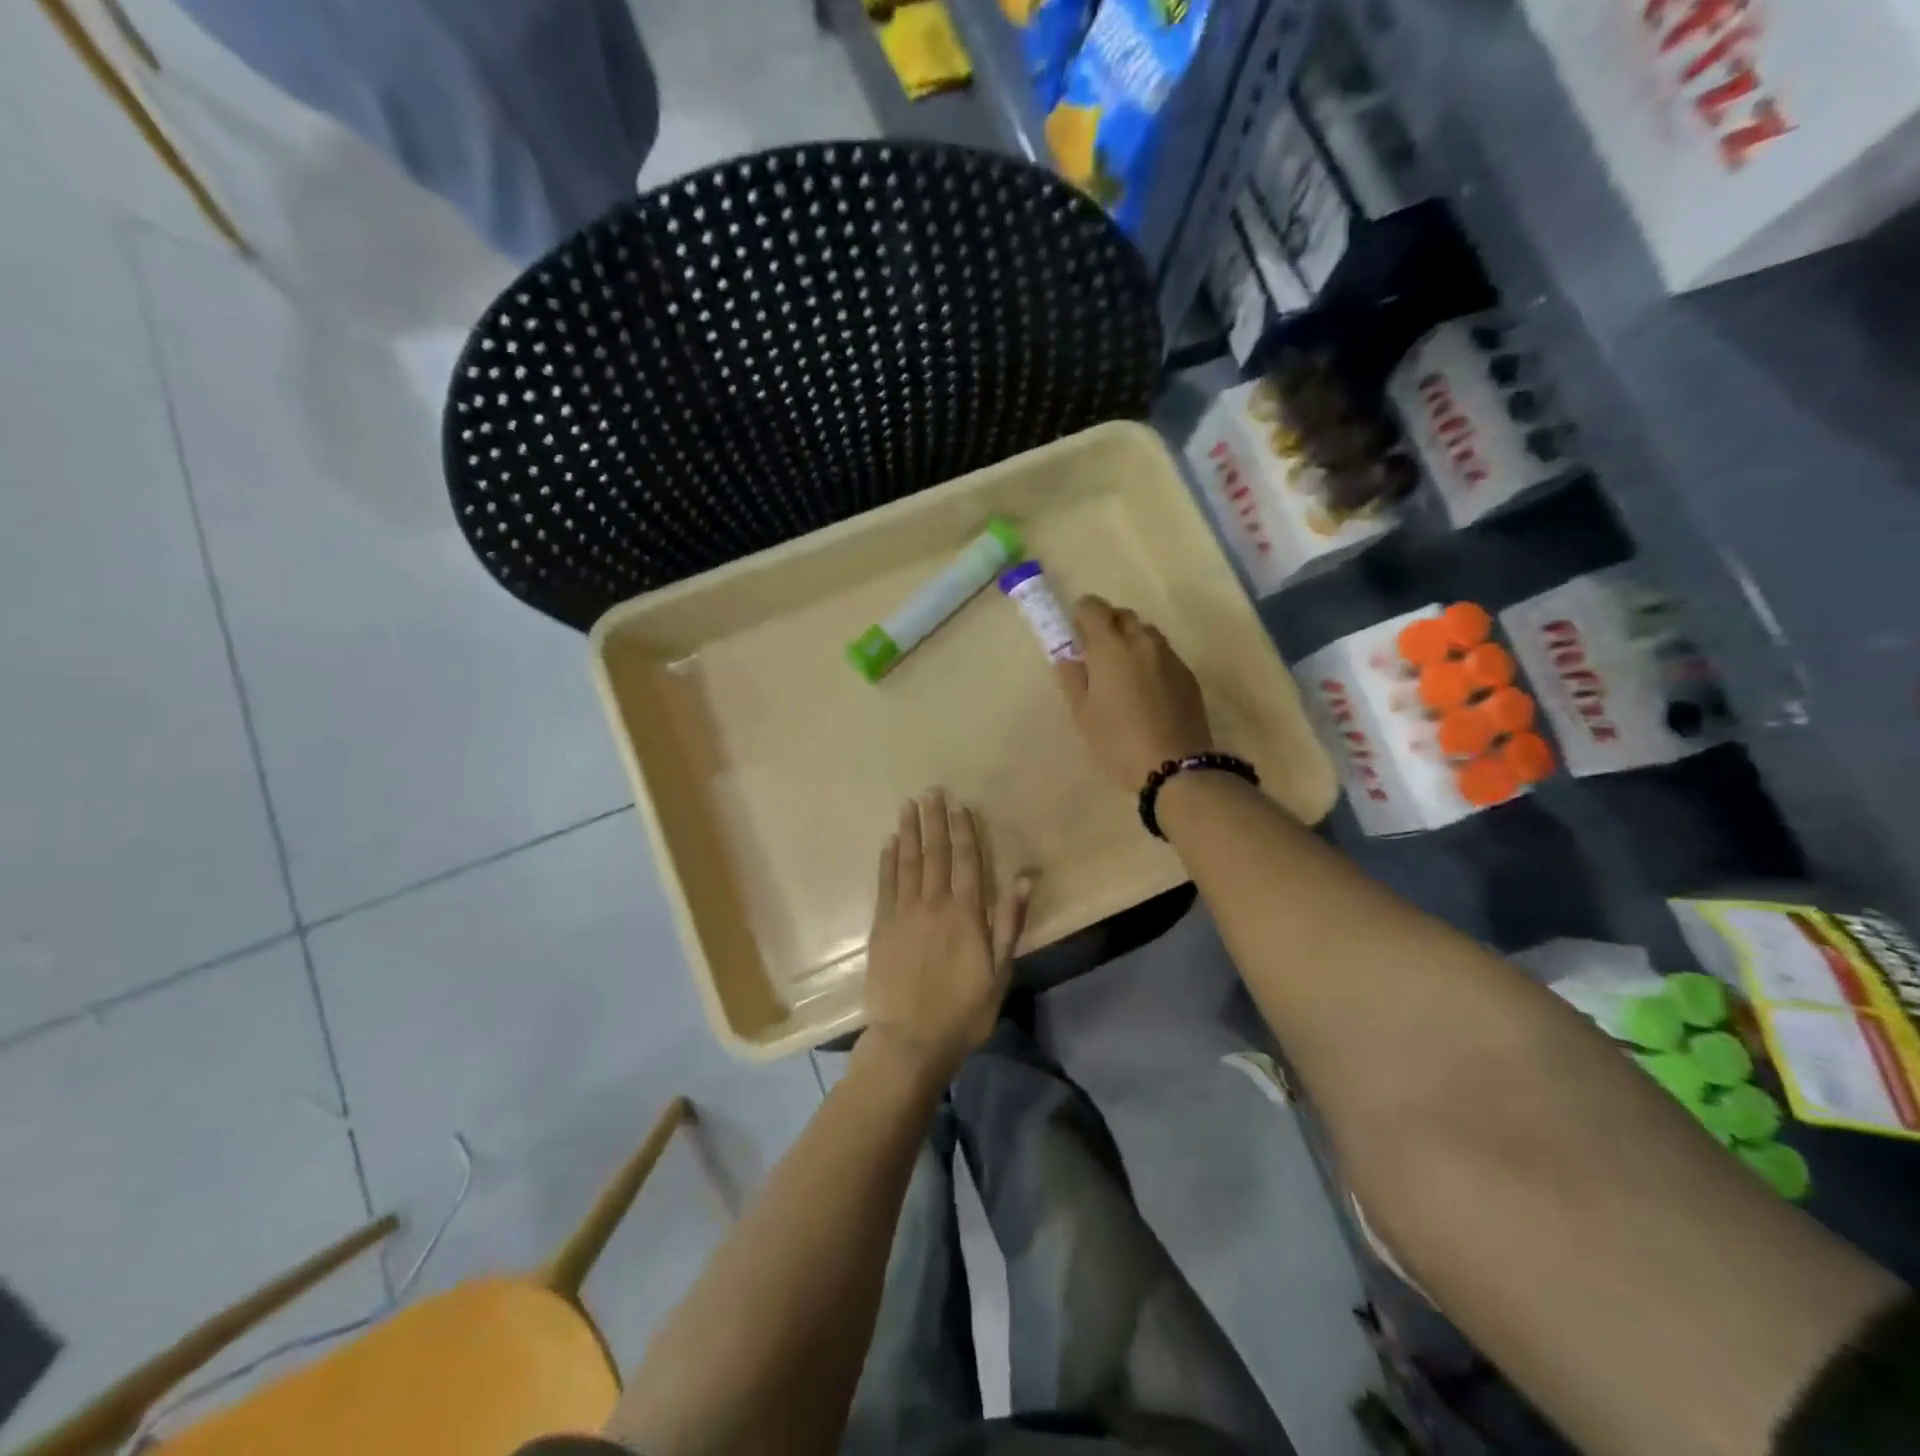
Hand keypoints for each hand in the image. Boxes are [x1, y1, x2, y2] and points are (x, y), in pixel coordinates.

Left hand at [863, 792, 1029, 1084]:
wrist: (910, 1040)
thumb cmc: (964, 1010)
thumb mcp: (999, 972)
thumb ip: (1009, 923)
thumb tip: (1023, 879)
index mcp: (966, 914)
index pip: (966, 861)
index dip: (964, 831)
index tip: (959, 805)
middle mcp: (934, 904)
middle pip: (935, 854)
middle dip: (934, 821)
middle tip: (931, 792)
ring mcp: (904, 914)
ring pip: (908, 862)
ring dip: (909, 832)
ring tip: (909, 806)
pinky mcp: (882, 927)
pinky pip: (885, 884)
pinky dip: (888, 861)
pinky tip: (889, 843)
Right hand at [1056, 595, 1213, 790]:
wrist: (1175, 766)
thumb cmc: (1117, 741)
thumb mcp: (1083, 714)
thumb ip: (1073, 679)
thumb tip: (1070, 659)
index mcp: (1110, 646)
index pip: (1093, 607)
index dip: (1081, 616)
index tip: (1076, 638)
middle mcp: (1142, 641)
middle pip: (1121, 615)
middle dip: (1106, 626)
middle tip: (1096, 658)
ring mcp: (1169, 655)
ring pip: (1145, 632)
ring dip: (1130, 642)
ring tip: (1123, 675)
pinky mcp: (1187, 674)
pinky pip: (1163, 654)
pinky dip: (1149, 660)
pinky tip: (1146, 692)